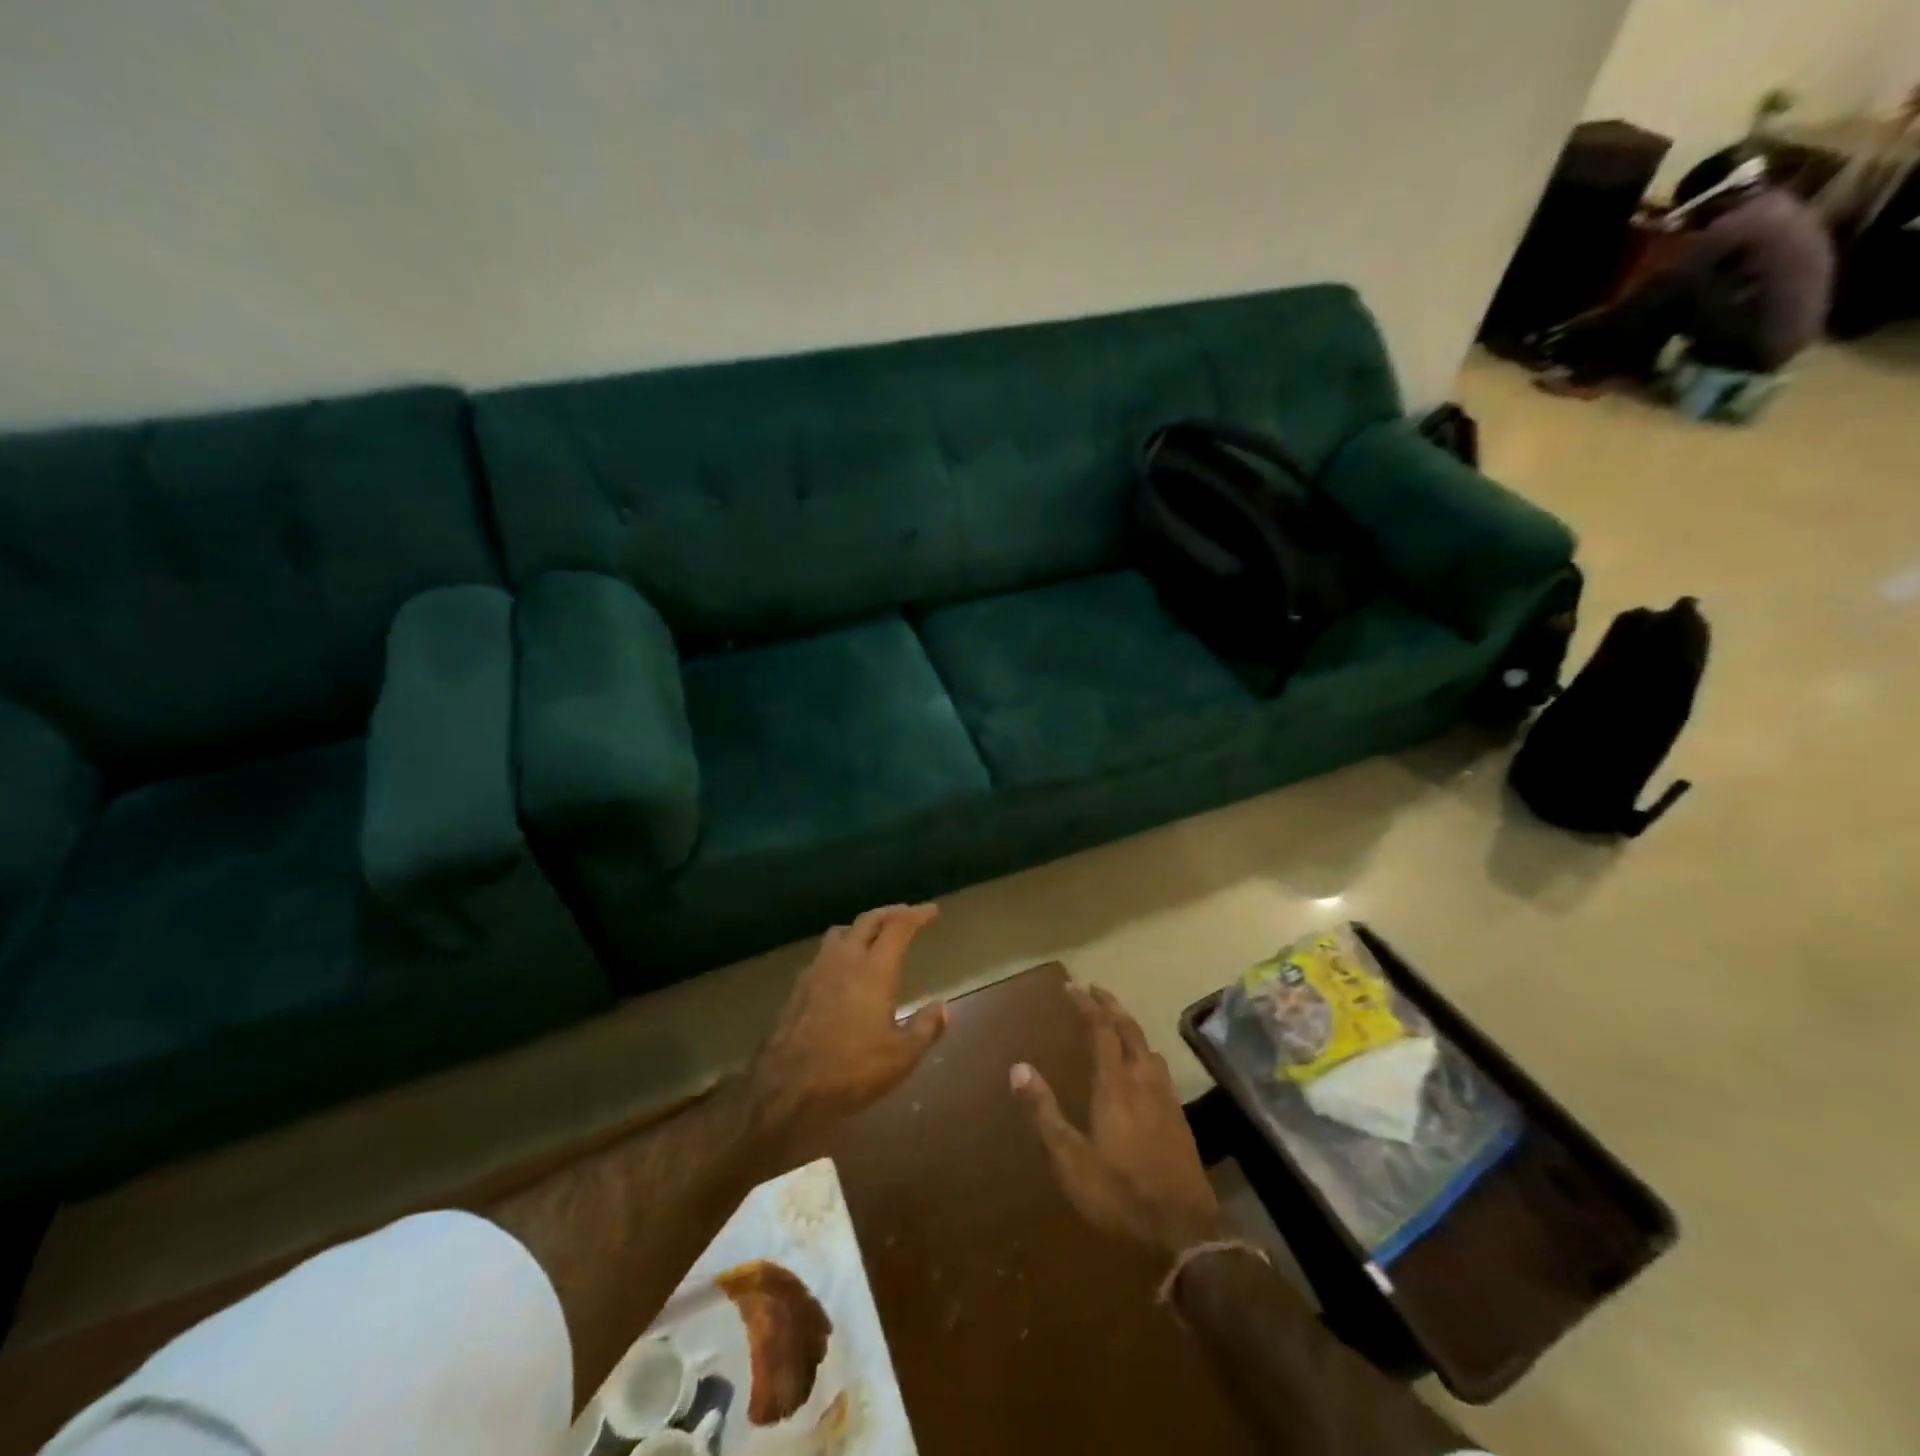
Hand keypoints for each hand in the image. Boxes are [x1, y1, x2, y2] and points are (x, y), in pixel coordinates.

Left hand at [748, 904, 946, 1136]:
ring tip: (872, 937)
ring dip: (861, 928)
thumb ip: (926, 1028)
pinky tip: (842, 970)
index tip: (932, 910)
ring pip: (841, 932)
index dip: (917, 914)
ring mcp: (816, 971)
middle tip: (906, 915)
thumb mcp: (901, 1057)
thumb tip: (942, 1007)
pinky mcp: (797, 987)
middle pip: (868, 920)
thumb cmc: (851, 1070)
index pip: (898, 927)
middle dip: (890, 913)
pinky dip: (840, 950)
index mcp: (874, 970)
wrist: (787, 1087)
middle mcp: (845, 960)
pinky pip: (823, 954)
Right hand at [1011, 984, 1226, 1260]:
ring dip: (1130, 1027)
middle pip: (1129, 1030)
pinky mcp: (1179, 1118)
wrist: (1186, 1230)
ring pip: (1148, 1047)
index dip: (1087, 1005)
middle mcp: (1143, 1081)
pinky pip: (1159, 1068)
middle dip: (1111, 1006)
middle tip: (1094, 991)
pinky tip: (1143, 1069)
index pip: (1101, 1030)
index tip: (1072, 987)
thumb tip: (1018, 1068)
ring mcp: (1166, 1099)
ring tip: (1116, 1023)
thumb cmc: (1121, 1193)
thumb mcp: (1071, 1160)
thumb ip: (1044, 1113)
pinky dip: (1144, 1052)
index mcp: (1116, 1084)